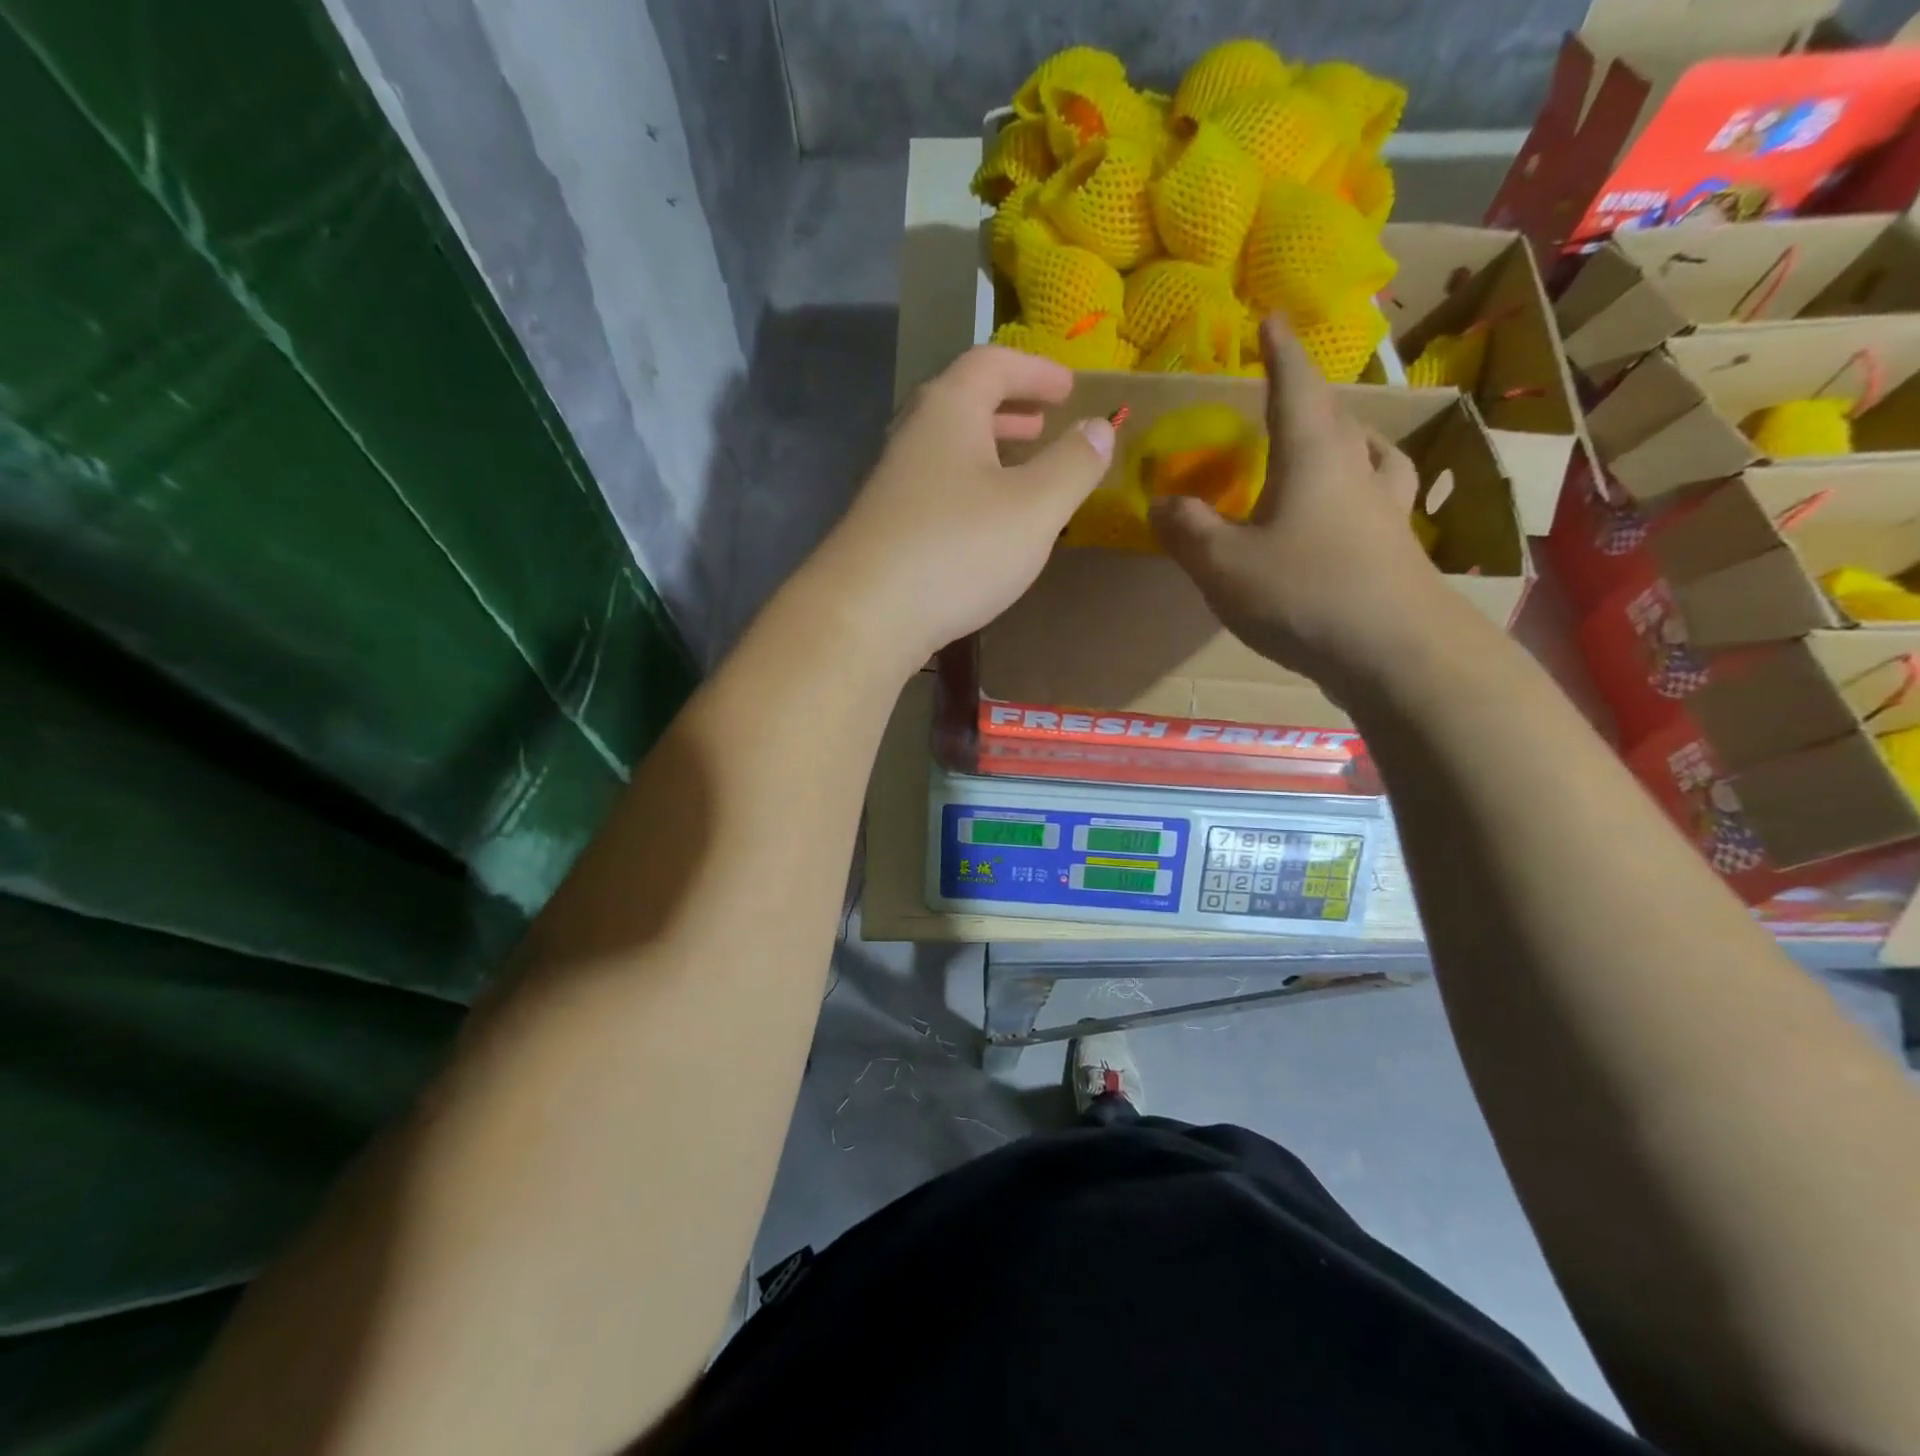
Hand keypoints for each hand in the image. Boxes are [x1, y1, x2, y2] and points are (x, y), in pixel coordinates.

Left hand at [813, 346, 1114, 668]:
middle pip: (963, 403)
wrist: (865, 617)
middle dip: (1009, 409)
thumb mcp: (1034, 507)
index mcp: (948, 412)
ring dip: (988, 451)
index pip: (992, 363)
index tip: (1068, 388)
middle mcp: (914, 437)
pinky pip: (936, 488)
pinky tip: (986, 525)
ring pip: (947, 450)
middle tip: (1044, 424)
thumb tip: (1099, 428)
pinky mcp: (885, 527)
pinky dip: (970, 488)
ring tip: (1022, 471)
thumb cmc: (957, 550)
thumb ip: (1073, 465)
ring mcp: (893, 484)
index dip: (1035, 370)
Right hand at [1150, 318, 1447, 693]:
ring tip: (1329, 447)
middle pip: (1335, 417)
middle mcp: (1355, 469)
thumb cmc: (1303, 593)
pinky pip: (1378, 499)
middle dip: (1308, 397)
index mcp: (1312, 455)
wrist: (1394, 652)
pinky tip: (1349, 515)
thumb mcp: (1221, 564)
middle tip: (1286, 394)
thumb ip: (1186, 529)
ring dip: (1347, 440)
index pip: (1294, 386)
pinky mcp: (1397, 549)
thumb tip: (1161, 504)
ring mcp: (1386, 509)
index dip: (1279, 352)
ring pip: (1370, 455)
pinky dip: (1360, 491)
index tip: (1272, 317)